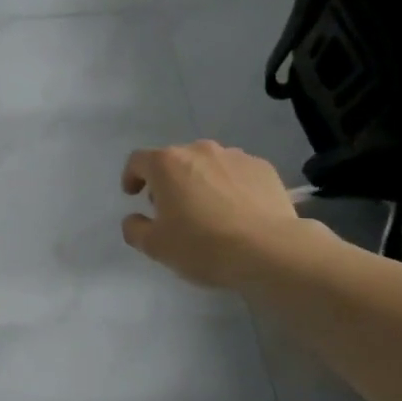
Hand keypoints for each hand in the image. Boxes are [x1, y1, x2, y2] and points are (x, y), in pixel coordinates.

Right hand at [121, 141, 327, 291]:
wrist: (270, 250)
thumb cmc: (203, 245)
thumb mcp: (156, 246)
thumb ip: (135, 229)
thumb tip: (134, 219)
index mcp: (167, 164)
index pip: (138, 161)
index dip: (131, 176)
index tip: (134, 195)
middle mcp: (199, 150)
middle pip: (174, 161)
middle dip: (168, 182)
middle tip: (172, 210)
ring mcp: (235, 156)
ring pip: (207, 165)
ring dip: (201, 182)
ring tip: (209, 212)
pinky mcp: (263, 168)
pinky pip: (237, 173)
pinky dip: (230, 187)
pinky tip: (237, 212)